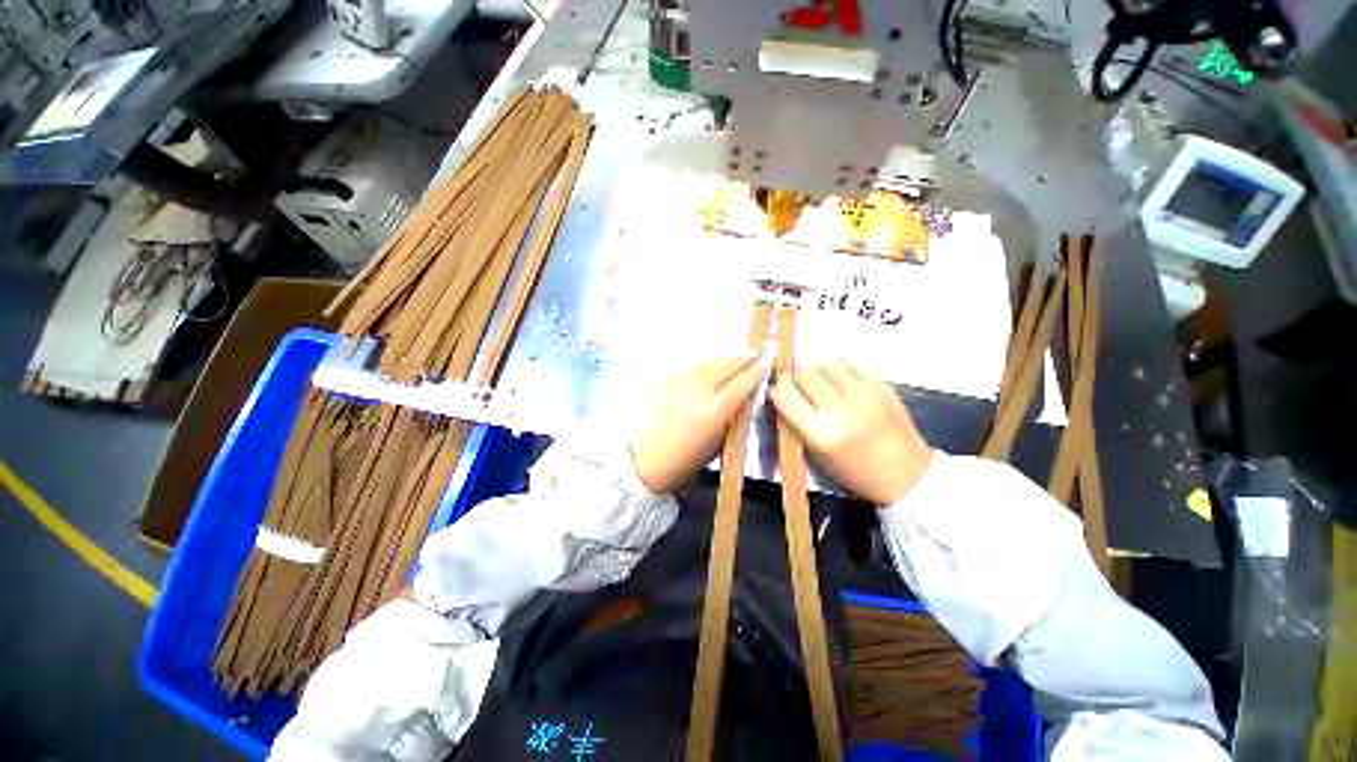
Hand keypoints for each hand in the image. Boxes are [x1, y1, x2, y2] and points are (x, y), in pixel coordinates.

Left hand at [631, 354, 768, 493]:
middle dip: (745, 358)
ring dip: (729, 358)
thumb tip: (749, 392)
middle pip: (727, 365)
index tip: (769, 362)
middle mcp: (697, 389)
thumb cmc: (689, 458)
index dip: (758, 370)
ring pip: (712, 360)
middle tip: (760, 353)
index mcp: (714, 410)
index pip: (742, 383)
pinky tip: (718, 365)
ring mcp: (681, 380)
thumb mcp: (721, 441)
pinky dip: (712, 362)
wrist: (649, 458)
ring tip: (742, 357)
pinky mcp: (671, 379)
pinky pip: (698, 364)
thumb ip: (736, 413)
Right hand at [771, 359, 933, 504]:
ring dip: (821, 372)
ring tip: (826, 384)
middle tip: (803, 389)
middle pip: (805, 374)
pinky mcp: (884, 387)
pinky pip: (855, 364)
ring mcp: (865, 395)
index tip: (780, 391)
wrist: (907, 477)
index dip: (778, 389)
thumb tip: (778, 393)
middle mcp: (840, 409)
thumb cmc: (855, 473)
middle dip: (798, 379)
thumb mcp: (817, 455)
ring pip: (829, 363)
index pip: (785, 395)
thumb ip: (796, 423)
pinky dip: (845, 370)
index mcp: (820, 433)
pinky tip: (847, 383)